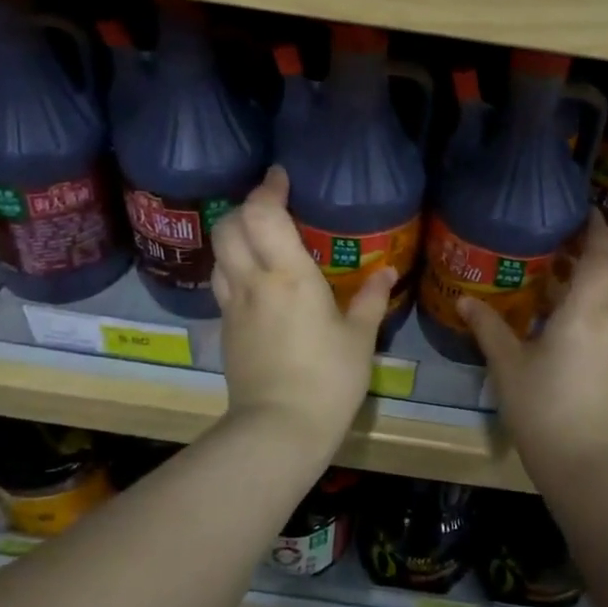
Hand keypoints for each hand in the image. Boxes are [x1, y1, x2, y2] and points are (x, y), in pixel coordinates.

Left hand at [212, 167, 393, 452]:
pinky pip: (223, 283)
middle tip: (272, 205)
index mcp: (289, 276)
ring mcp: (233, 306)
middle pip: (229, 226)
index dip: (268, 188)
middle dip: (246, 206)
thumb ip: (370, 299)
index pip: (263, 214)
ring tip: (262, 238)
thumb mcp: (359, 339)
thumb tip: (387, 272)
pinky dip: (234, 266)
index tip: (280, 176)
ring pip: (220, 254)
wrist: (277, 430)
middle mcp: (253, 282)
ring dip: (236, 235)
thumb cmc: (328, 380)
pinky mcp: (225, 329)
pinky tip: (257, 278)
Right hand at [458, 210, 607, 480]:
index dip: (597, 230)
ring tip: (565, 275)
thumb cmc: (544, 407)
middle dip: (599, 252)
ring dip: (602, 278)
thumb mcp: (508, 365)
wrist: (587, 463)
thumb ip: (489, 328)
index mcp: (587, 311)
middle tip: (567, 244)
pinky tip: (571, 316)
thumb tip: (465, 301)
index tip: (586, 211)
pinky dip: (602, 303)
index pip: (601, 256)